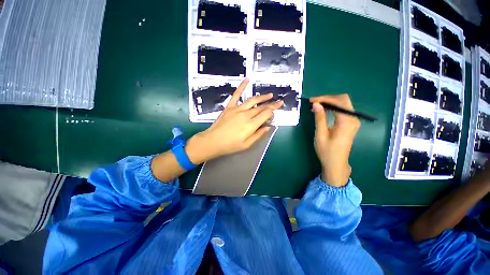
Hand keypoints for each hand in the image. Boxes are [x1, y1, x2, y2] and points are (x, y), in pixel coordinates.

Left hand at [186, 79, 282, 163]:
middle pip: (261, 107)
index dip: (272, 113)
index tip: (273, 115)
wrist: (212, 141)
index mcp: (251, 125)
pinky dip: (242, 86)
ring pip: (253, 100)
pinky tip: (247, 80)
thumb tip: (268, 127)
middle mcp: (246, 114)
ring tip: (270, 95)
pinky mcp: (230, 107)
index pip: (266, 114)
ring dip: (263, 97)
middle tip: (279, 102)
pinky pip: (236, 94)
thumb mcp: (247, 145)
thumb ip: (258, 135)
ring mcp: (237, 109)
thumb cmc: (230, 145)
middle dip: (272, 105)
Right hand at [310, 94, 360, 186]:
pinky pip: (343, 110)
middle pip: (343, 100)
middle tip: (314, 102)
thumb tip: (316, 104)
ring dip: (329, 102)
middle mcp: (353, 119)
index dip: (324, 98)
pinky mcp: (350, 123)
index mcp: (347, 122)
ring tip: (316, 106)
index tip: (312, 100)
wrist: (336, 163)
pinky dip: (332, 107)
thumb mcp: (321, 134)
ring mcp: (353, 121)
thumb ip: (320, 118)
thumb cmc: (327, 151)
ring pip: (343, 103)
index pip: (338, 102)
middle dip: (327, 98)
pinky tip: (323, 110)